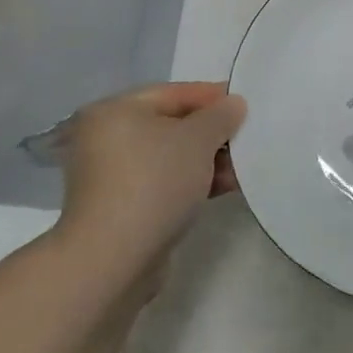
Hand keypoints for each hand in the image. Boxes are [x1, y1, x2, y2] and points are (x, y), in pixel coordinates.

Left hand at [53, 82, 246, 285]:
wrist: (114, 259)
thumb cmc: (154, 182)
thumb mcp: (197, 139)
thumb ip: (220, 115)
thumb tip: (233, 104)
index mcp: (114, 111)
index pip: (172, 93)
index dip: (211, 96)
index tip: (244, 105)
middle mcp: (106, 139)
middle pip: (171, 125)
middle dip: (211, 133)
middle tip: (247, 137)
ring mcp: (112, 177)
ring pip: (170, 158)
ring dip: (206, 160)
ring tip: (243, 167)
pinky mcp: (121, 208)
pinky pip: (164, 183)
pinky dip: (192, 182)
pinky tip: (224, 188)